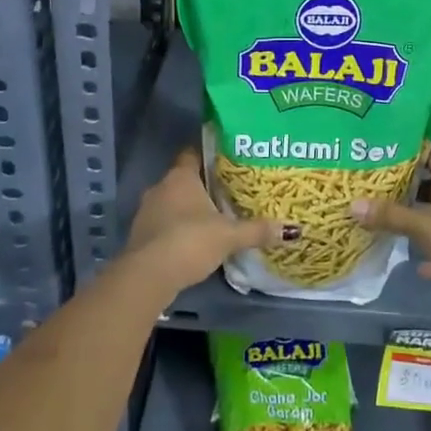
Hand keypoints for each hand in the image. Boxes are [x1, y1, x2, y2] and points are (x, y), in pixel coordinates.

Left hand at [124, 147, 284, 295]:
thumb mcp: (229, 236)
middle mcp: (160, 188)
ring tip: (212, 218)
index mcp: (180, 177)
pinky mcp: (139, 236)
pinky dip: (176, 229)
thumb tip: (290, 229)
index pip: (192, 154)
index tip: (226, 160)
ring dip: (187, 210)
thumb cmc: (190, 241)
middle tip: (227, 192)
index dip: (208, 155)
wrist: (148, 276)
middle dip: (202, 186)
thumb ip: (257, 230)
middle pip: (183, 179)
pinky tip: (192, 241)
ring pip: (171, 203)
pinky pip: (162, 224)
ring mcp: (145, 212)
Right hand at [350, 148, 430, 319]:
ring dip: (419, 218)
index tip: (379, 155)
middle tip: (375, 187)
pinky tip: (418, 263)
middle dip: (406, 186)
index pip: (429, 151)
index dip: (406, 152)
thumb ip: (389, 215)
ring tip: (388, 219)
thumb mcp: (422, 225)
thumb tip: (352, 204)